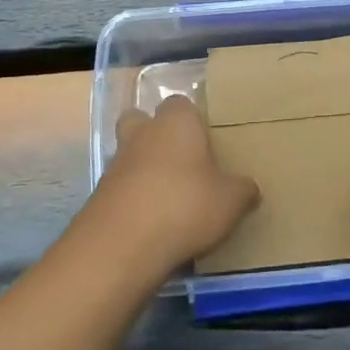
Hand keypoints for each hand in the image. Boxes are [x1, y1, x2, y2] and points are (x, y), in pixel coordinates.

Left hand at [77, 95, 259, 274]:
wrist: (122, 245)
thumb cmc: (185, 206)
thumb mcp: (231, 201)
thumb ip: (243, 189)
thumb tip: (249, 188)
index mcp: (176, 123)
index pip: (181, 103)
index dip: (193, 120)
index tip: (208, 141)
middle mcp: (142, 134)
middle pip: (142, 120)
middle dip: (157, 135)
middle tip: (183, 160)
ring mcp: (116, 164)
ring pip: (130, 155)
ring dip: (145, 170)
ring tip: (172, 198)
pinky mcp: (100, 196)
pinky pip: (122, 188)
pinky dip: (135, 199)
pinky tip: (154, 223)